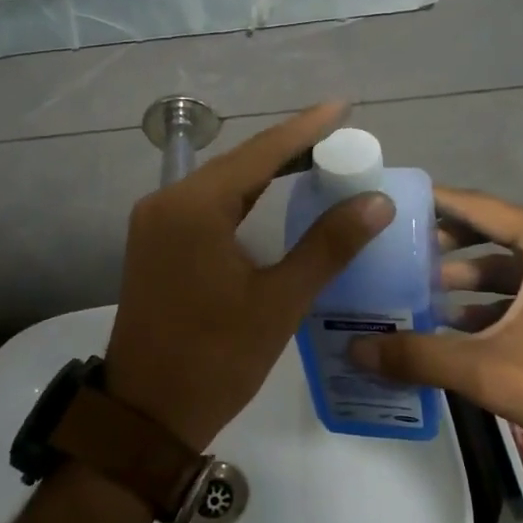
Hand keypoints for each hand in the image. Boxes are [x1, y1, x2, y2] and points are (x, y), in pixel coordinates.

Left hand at [103, 102, 394, 450]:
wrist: (146, 414)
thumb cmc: (216, 358)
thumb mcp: (279, 301)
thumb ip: (328, 246)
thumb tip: (375, 201)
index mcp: (194, 207)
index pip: (260, 153)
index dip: (305, 129)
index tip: (342, 107)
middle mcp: (167, 202)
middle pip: (238, 162)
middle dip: (289, 148)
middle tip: (339, 138)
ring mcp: (156, 223)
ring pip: (221, 183)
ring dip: (266, 171)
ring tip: (316, 159)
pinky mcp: (156, 244)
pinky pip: (207, 206)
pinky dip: (243, 197)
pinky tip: (272, 197)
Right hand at [348, 188, 522, 482]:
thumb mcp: (485, 369)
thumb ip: (417, 355)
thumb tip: (355, 351)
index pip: (478, 207)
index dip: (433, 203)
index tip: (394, 204)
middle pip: (493, 231)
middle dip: (445, 244)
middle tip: (399, 254)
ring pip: (512, 262)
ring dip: (468, 276)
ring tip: (420, 292)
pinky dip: (495, 298)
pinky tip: (459, 324)